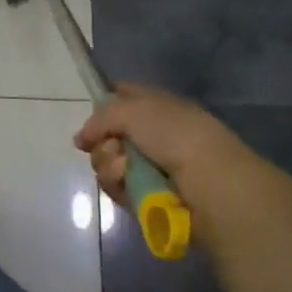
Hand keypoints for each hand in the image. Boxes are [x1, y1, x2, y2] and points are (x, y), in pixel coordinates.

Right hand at [73, 83, 261, 216]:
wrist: (209, 182)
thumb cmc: (176, 135)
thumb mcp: (134, 110)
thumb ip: (101, 117)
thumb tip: (82, 139)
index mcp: (155, 106)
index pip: (122, 96)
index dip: (104, 103)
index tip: (94, 116)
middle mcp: (151, 134)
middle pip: (107, 134)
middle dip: (102, 141)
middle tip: (112, 147)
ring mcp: (149, 166)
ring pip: (108, 162)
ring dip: (109, 164)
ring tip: (124, 168)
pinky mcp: (146, 195)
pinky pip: (117, 187)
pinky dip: (118, 184)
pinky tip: (129, 183)